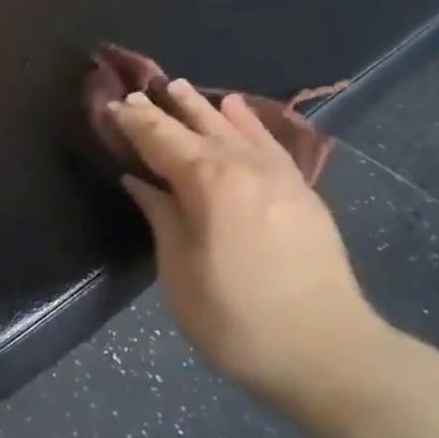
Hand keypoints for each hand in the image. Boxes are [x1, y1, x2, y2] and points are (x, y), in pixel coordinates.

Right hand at [109, 80, 396, 431]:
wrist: (327, 350)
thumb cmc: (236, 319)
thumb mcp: (180, 273)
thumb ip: (161, 217)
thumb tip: (139, 181)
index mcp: (207, 183)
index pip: (161, 140)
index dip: (134, 123)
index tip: (112, 106)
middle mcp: (243, 166)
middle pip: (196, 127)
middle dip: (163, 110)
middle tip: (137, 94)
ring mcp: (278, 175)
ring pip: (233, 127)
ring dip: (202, 106)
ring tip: (180, 86)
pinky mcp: (301, 190)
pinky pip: (269, 142)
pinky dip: (248, 122)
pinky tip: (236, 109)